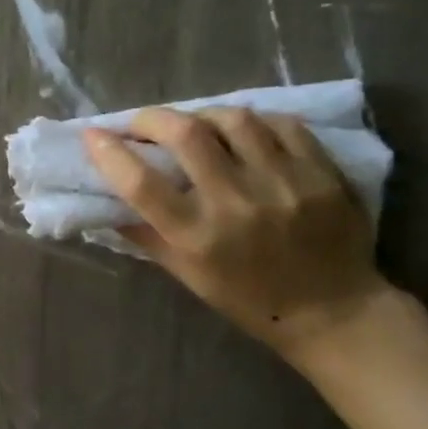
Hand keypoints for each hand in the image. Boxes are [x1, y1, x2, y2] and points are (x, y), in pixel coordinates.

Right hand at [83, 107, 387, 353]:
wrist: (334, 313)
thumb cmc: (247, 299)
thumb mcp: (186, 275)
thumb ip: (147, 234)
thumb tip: (107, 199)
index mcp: (198, 237)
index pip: (140, 183)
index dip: (109, 152)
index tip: (93, 135)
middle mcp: (237, 204)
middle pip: (185, 134)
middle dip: (152, 119)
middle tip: (142, 123)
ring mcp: (284, 184)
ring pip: (233, 119)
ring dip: (202, 115)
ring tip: (195, 125)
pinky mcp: (321, 173)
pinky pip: (281, 124)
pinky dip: (253, 122)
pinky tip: (243, 132)